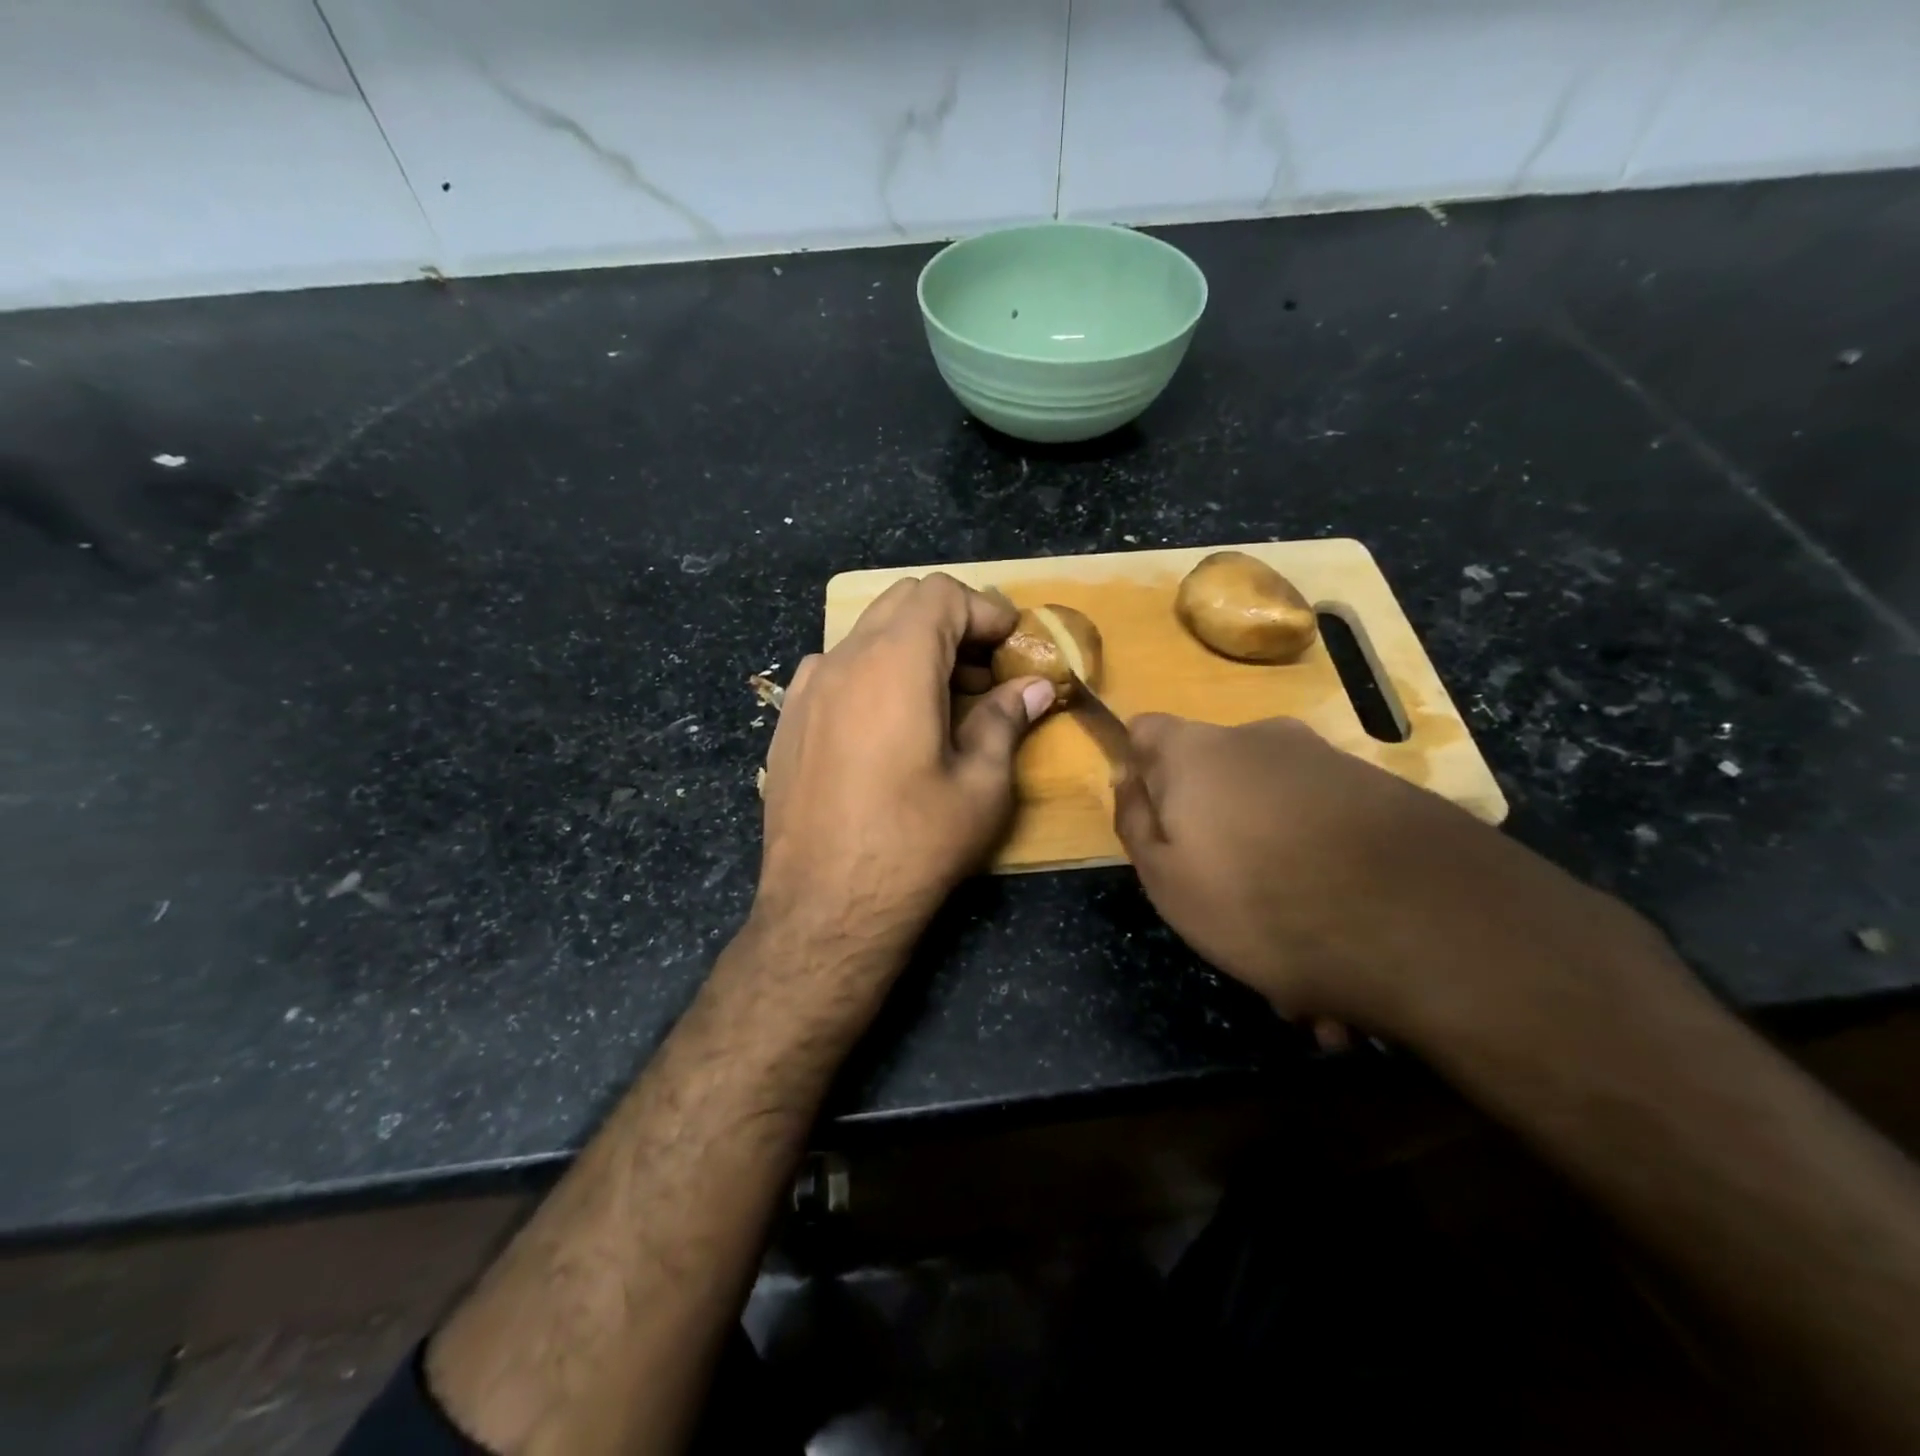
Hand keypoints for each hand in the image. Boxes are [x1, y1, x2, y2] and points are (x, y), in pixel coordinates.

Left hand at [755, 573, 1052, 976]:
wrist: (826, 906)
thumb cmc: (915, 844)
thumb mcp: (981, 785)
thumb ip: (1006, 720)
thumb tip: (1035, 687)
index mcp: (895, 663)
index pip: (941, 594)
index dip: (985, 611)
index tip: (1012, 646)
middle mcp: (843, 660)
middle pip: (901, 603)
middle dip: (951, 623)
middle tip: (984, 672)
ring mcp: (806, 689)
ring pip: (865, 635)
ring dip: (911, 649)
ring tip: (941, 701)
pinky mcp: (788, 721)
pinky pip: (835, 670)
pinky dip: (873, 674)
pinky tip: (888, 727)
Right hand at [1113, 715, 1676, 1045]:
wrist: (1426, 924)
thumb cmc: (1260, 902)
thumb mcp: (1166, 879)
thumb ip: (1136, 822)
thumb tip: (1129, 778)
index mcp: (1197, 753)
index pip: (1145, 731)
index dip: (1141, 773)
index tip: (1154, 826)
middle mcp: (1262, 740)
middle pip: (1216, 781)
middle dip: (1215, 839)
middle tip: (1230, 916)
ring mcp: (1329, 764)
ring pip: (1277, 821)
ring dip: (1279, 879)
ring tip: (1304, 973)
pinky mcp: (1388, 795)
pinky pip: (1331, 839)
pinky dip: (1327, 885)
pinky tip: (1348, 958)